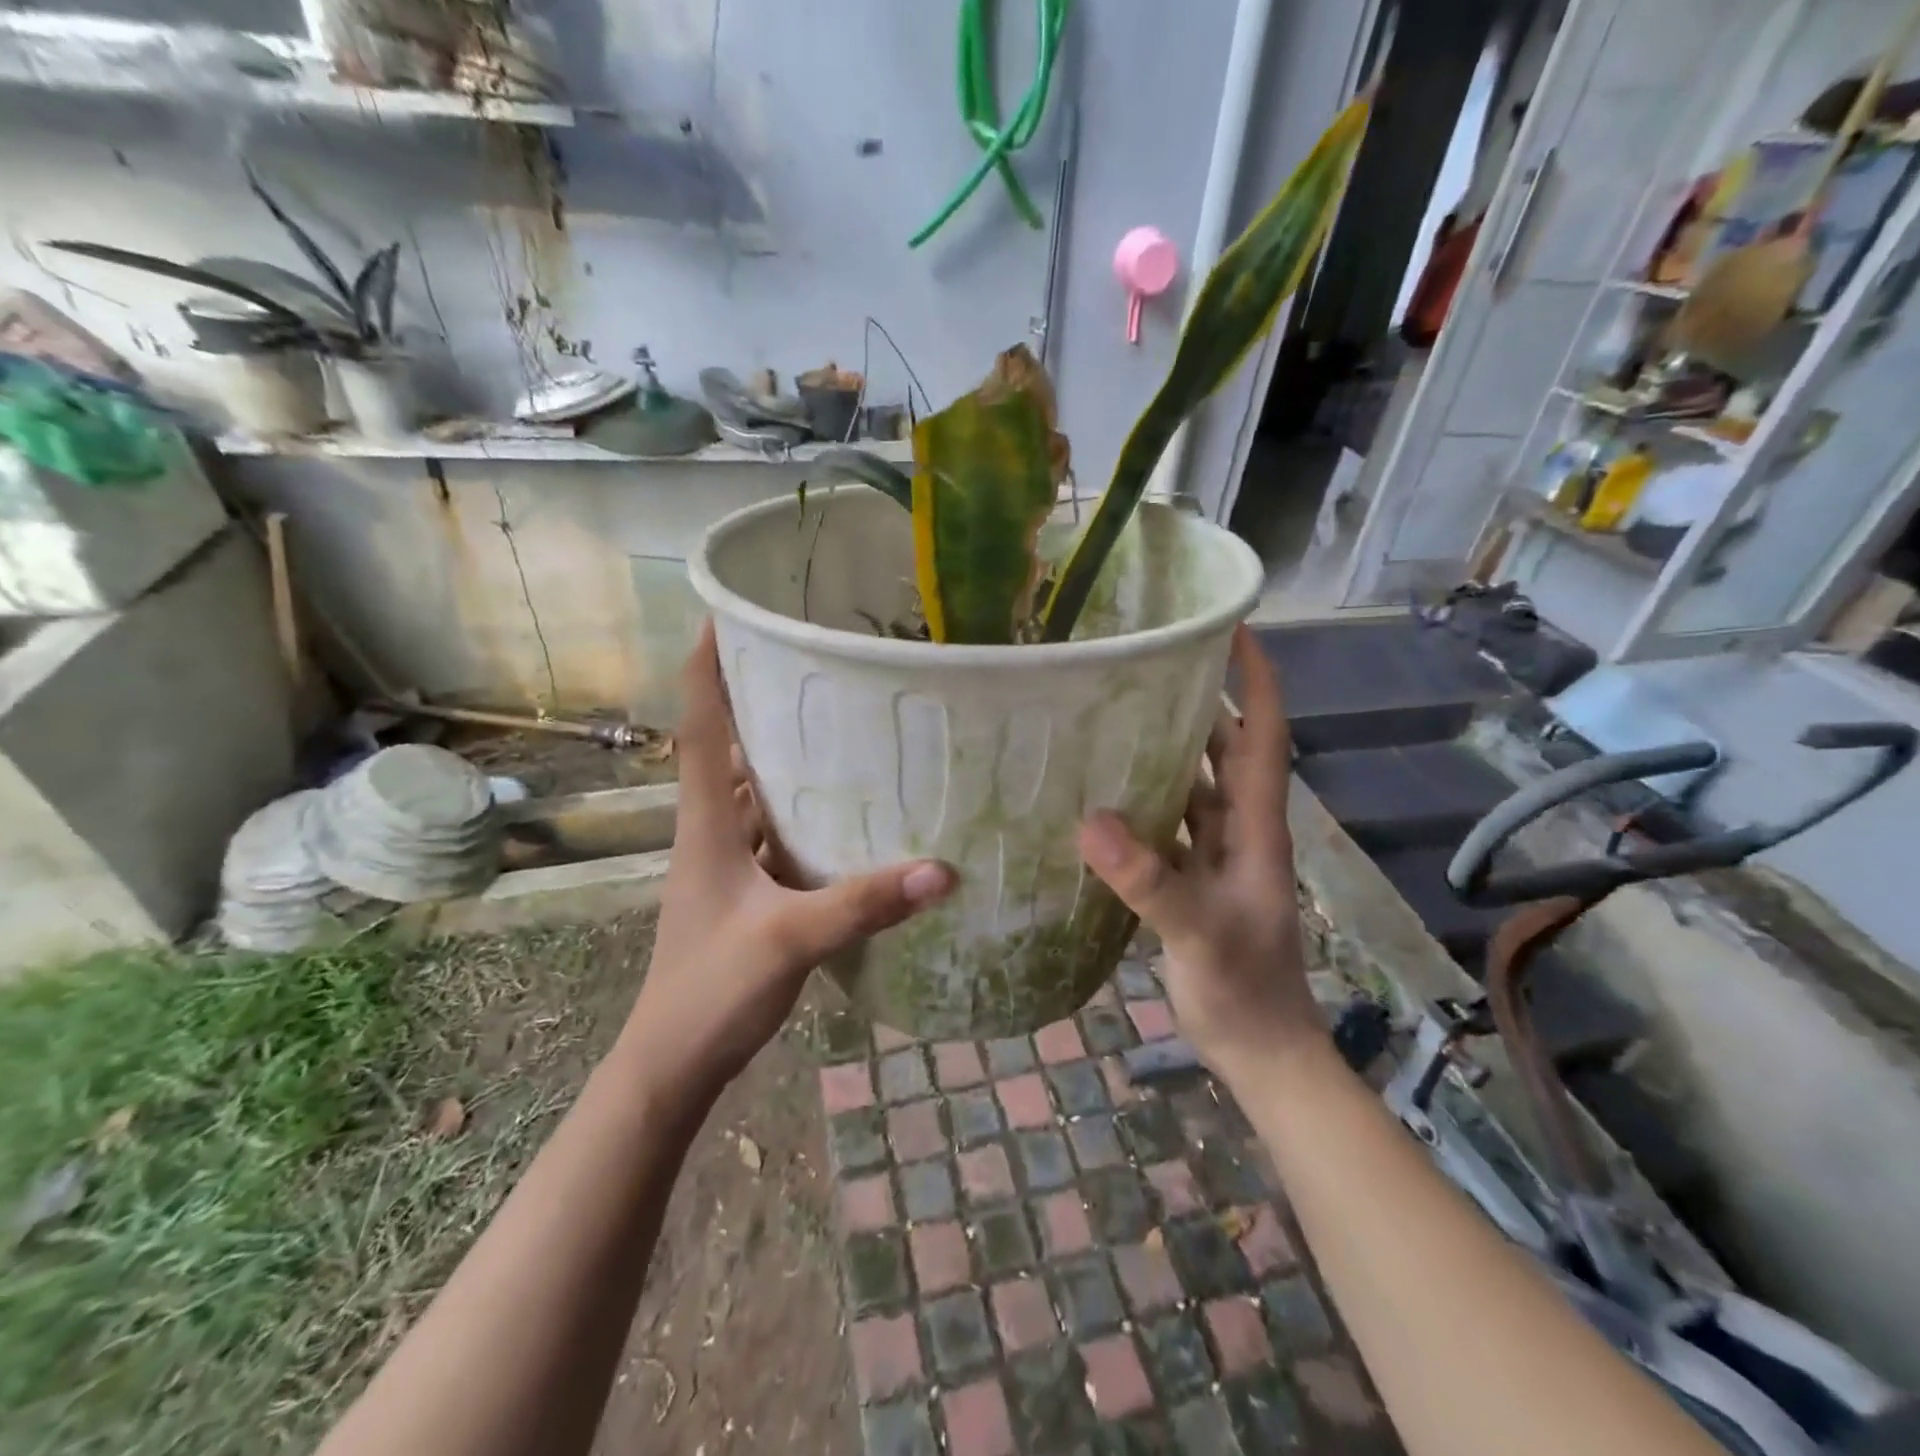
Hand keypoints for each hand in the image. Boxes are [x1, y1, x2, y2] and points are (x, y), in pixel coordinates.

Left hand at [627, 623, 954, 1093]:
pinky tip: (845, 808)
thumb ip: (861, 905)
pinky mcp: (746, 890)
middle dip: (758, 700)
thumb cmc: (711, 990)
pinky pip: (774, 831)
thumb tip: (941, 869)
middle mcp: (712, 831)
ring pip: (754, 791)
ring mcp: (727, 863)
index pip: (698, 728)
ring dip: (782, 755)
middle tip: (810, 660)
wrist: (673, 1062)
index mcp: (706, 825)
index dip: (705, 670)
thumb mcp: (789, 940)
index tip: (723, 615)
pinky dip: (801, 810)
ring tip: (838, 719)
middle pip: (728, 748)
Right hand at [1078, 625, 1321, 1082]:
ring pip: (1196, 783)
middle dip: (1201, 700)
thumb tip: (1092, 821)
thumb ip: (1150, 881)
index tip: (1232, 629)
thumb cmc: (1243, 990)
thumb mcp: (1198, 933)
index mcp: (1255, 827)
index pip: (1264, 735)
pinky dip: (1146, 798)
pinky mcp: (1194, 878)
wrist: (1261, 1050)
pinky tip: (1105, 791)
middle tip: (1149, 662)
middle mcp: (1240, 830)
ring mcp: (1218, 855)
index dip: (1255, 680)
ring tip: (1118, 711)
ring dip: (1169, 747)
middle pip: (1227, 748)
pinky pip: (1171, 822)